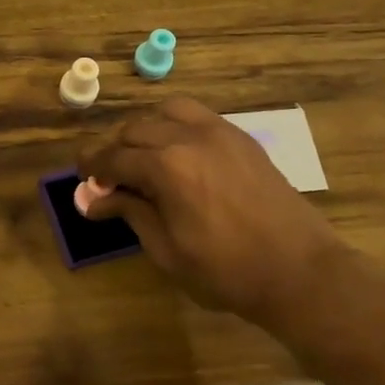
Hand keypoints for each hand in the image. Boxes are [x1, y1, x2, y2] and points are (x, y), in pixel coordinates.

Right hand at [78, 97, 347, 318]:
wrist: (301, 272)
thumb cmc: (227, 272)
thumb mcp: (167, 251)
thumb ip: (129, 214)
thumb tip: (92, 200)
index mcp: (166, 167)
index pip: (114, 158)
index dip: (92, 167)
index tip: (82, 178)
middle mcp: (188, 138)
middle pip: (135, 130)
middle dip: (115, 150)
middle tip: (109, 177)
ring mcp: (218, 132)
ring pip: (166, 112)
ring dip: (145, 131)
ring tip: (143, 157)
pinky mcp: (240, 138)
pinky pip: (196, 116)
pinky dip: (175, 125)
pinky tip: (177, 152)